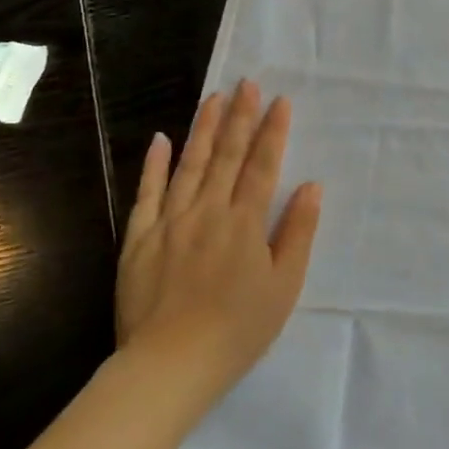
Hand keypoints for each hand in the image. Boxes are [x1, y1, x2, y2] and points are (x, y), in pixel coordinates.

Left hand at [115, 80, 321, 408]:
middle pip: (225, 156)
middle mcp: (207, 211)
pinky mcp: (138, 239)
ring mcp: (169, 222)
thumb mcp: (284, 286)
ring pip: (188, 165)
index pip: (262, 166)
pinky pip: (146, 193)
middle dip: (239, 117)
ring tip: (213, 99)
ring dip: (203, 129)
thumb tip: (311, 187)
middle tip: (246, 84)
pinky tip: (161, 140)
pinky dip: (154, 165)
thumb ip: (297, 232)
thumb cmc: (239, 329)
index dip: (273, 132)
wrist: (170, 364)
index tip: (280, 101)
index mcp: (245, 223)